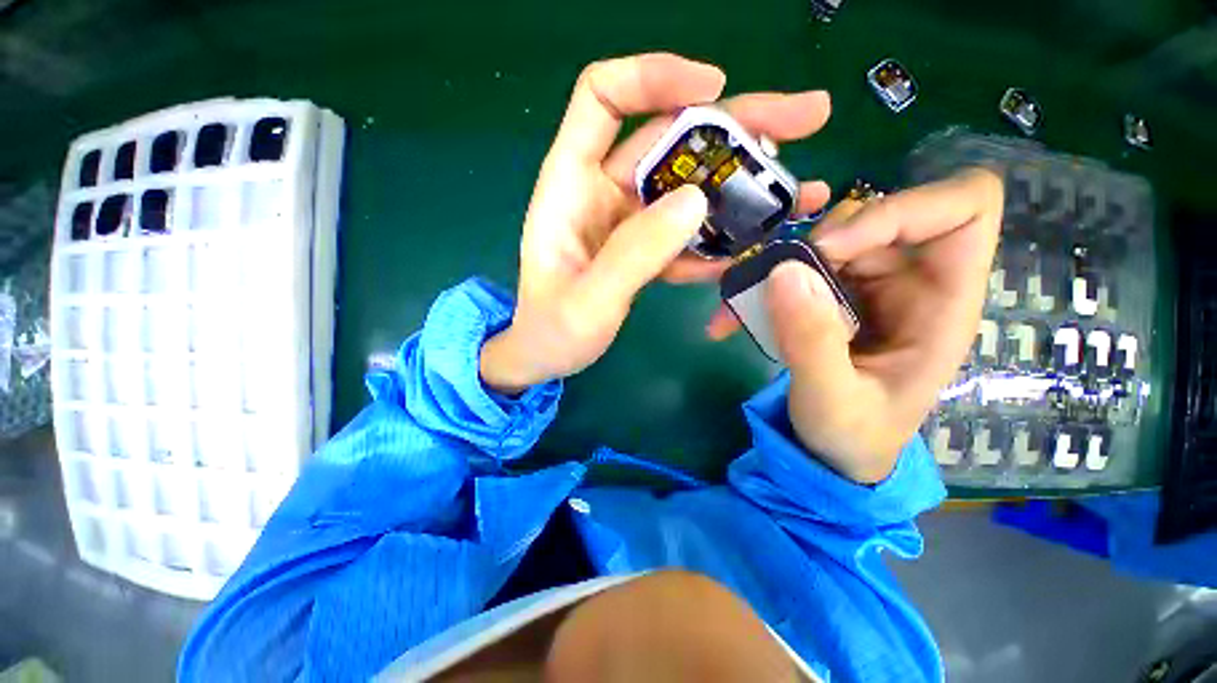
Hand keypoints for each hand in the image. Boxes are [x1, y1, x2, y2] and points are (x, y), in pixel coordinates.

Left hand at [480, 53, 834, 392]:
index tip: (716, 88)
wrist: (547, 356)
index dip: (656, 77)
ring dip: (742, 186)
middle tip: (807, 119)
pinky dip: (720, 237)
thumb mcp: (588, 300)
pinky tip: (754, 247)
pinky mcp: (644, 248)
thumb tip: (695, 201)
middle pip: (669, 136)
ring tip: (799, 194)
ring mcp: (627, 221)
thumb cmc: (552, 331)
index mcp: (570, 186)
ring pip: (688, 184)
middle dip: (737, 125)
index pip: (603, 98)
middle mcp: (602, 191)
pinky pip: (686, 232)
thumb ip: (635, 254)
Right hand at [714, 169, 1003, 482]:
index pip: (965, 208)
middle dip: (816, 243)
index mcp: (943, 304)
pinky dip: (759, 285)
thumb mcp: (831, 400)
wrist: (832, 453)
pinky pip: (795, 267)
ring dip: (777, 265)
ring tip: (741, 305)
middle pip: (877, 216)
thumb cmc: (852, 436)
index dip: (901, 210)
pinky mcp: (832, 295)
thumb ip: (811, 342)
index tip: (830, 248)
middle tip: (773, 284)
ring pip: (828, 237)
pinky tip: (731, 317)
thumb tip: (784, 272)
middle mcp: (911, 282)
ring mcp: (868, 286)